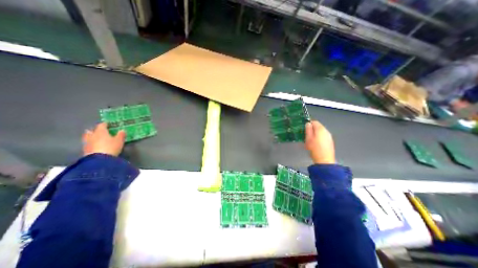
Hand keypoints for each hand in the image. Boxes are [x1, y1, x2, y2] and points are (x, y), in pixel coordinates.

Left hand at [82, 122, 124, 155]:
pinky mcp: (85, 150)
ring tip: (97, 138)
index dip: (105, 124)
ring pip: (88, 137)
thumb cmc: (111, 147)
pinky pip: (88, 144)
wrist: (99, 160)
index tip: (108, 124)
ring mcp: (87, 143)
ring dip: (92, 137)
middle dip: (95, 130)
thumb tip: (122, 130)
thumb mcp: (119, 140)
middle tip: (99, 131)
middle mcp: (92, 135)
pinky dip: (92, 144)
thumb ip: (121, 135)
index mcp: (100, 131)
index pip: (101, 125)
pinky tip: (95, 146)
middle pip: (91, 131)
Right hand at [304, 120, 332, 163]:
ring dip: (315, 134)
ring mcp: (329, 137)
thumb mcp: (308, 138)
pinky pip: (323, 137)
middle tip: (305, 135)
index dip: (308, 124)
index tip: (303, 128)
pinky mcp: (330, 142)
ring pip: (321, 132)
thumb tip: (308, 123)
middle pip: (318, 127)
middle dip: (312, 129)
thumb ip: (308, 130)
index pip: (314, 122)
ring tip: (310, 140)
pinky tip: (316, 144)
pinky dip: (319, 138)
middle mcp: (326, 131)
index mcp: (320, 129)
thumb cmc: (314, 148)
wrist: (324, 160)